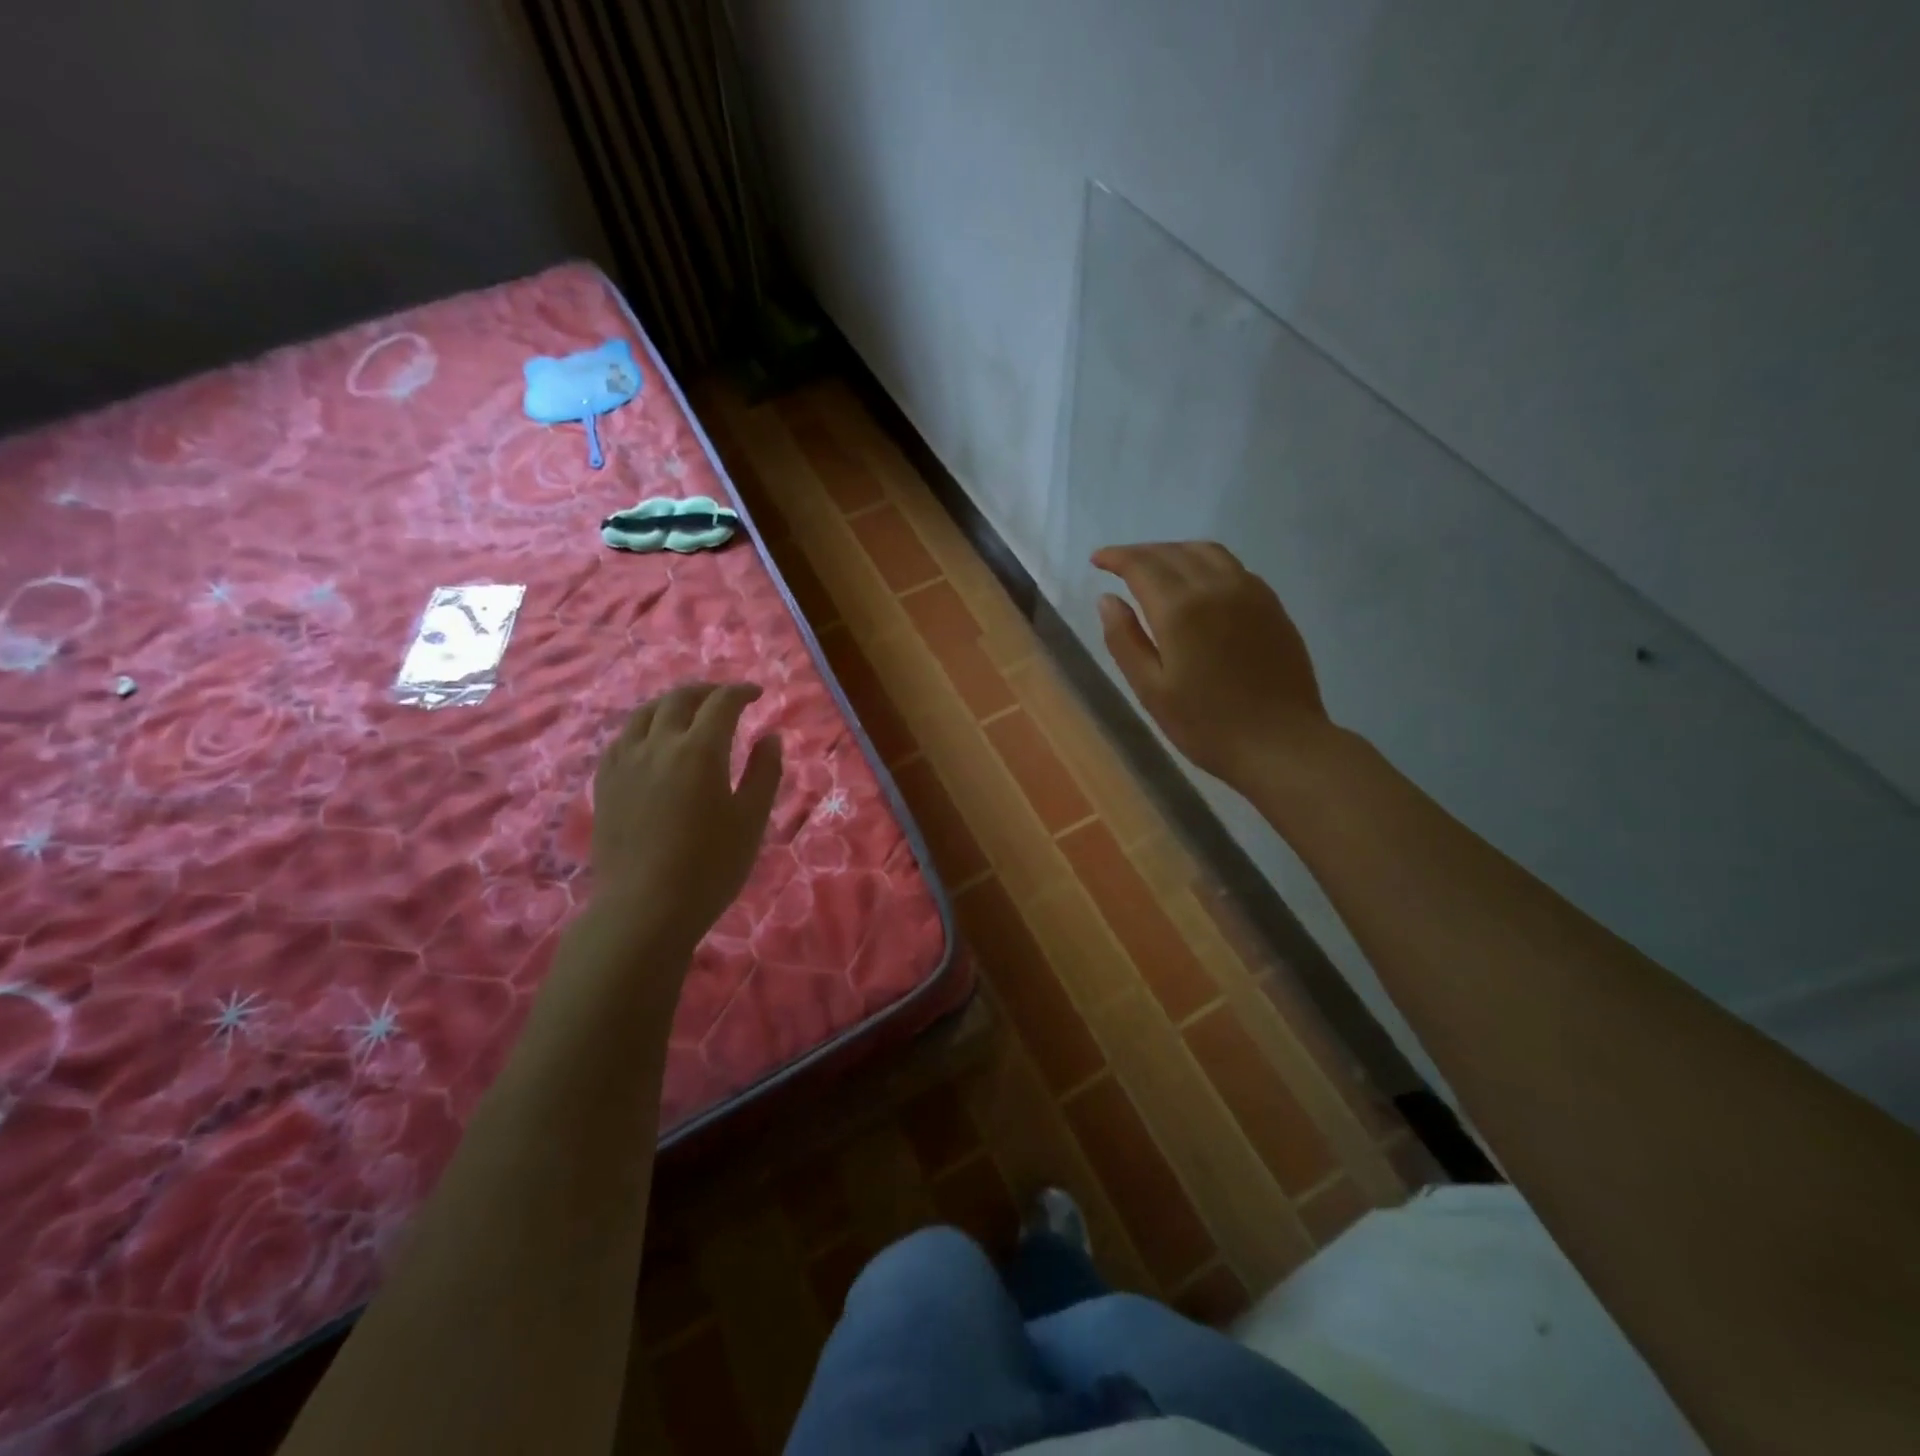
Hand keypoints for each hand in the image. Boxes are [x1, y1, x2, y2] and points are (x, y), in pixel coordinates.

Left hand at [589, 682, 783, 951]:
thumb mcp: (751, 820)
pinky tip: (651, 741)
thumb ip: (764, 772)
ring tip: (688, 713)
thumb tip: (770, 737)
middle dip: (706, 691)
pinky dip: (643, 727)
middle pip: (679, 699)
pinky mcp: (604, 782)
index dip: (741, 692)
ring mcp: (625, 762)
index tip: (757, 694)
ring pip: (644, 713)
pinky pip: (622, 738)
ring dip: (671, 704)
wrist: (644, 909)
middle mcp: (658, 744)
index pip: (722, 702)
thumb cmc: (710, 867)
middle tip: (726, 698)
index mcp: (700, 751)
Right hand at [1092, 542, 1330, 787]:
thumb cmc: (1206, 725)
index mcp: (1180, 609)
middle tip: (1120, 564)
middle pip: (1172, 552)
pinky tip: (1198, 583)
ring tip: (1157, 566)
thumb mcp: (1150, 690)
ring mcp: (1250, 592)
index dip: (1116, 557)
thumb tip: (1107, 599)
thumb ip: (1124, 640)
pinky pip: (1232, 567)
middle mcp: (1215, 587)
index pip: (1141, 565)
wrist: (1280, 743)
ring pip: (1206, 552)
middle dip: (1141, 552)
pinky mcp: (1271, 605)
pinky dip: (1205, 562)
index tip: (1097, 559)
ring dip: (1174, 551)